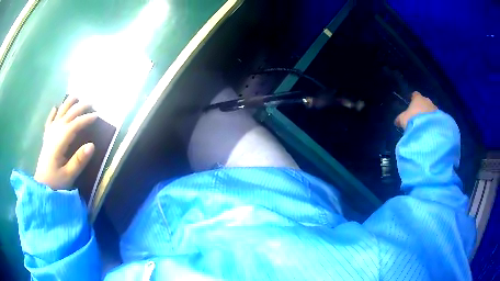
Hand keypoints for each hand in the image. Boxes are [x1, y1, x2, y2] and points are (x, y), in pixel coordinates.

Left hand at [34, 97, 97, 189]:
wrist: (41, 187)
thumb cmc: (55, 182)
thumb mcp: (69, 175)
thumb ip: (79, 160)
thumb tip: (92, 145)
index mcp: (59, 141)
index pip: (74, 125)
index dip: (86, 119)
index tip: (97, 116)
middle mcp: (54, 133)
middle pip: (67, 115)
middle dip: (80, 107)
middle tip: (91, 103)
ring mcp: (49, 135)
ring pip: (59, 114)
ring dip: (67, 104)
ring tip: (76, 97)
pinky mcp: (46, 139)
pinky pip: (49, 122)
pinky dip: (52, 114)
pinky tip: (55, 108)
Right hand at [395, 92, 437, 129]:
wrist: (427, 130)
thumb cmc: (413, 120)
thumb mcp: (403, 120)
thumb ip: (400, 119)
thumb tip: (396, 121)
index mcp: (418, 98)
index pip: (415, 95)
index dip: (413, 98)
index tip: (412, 102)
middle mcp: (427, 100)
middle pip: (424, 101)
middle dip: (422, 107)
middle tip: (418, 115)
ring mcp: (435, 108)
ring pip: (431, 109)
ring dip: (428, 114)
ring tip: (425, 124)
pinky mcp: (440, 117)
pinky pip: (436, 118)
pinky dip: (433, 121)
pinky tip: (430, 128)